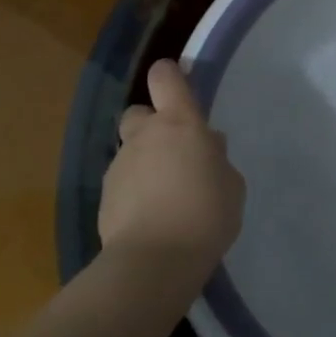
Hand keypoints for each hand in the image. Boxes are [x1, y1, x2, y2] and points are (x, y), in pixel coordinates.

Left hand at [99, 60, 245, 280]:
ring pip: (130, 151)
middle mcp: (144, 135)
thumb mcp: (231, 184)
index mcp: (179, 123)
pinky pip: (122, 183)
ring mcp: (120, 166)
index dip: (170, 75)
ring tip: (165, 194)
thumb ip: (217, 159)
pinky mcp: (104, 197)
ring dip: (144, 162)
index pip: (166, 77)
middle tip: (173, 151)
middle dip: (152, 124)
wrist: (154, 261)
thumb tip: (206, 147)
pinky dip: (134, 192)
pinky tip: (150, 217)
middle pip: (139, 112)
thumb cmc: (206, 213)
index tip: (180, 86)